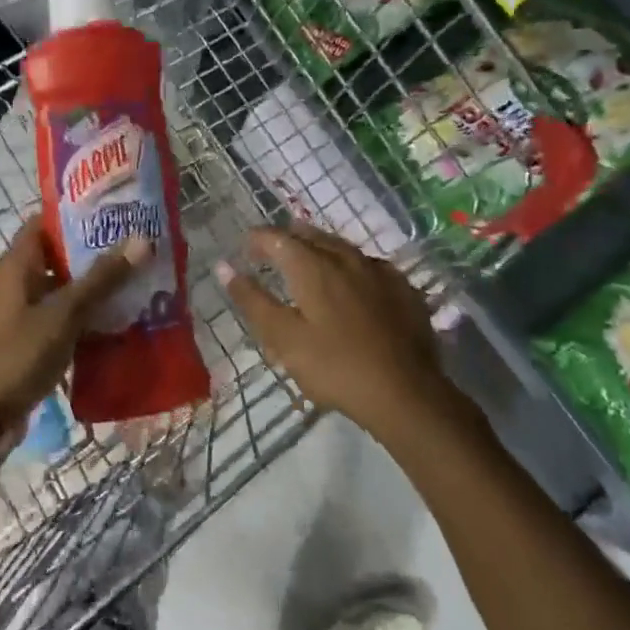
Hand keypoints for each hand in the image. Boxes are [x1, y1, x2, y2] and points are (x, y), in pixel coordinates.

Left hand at [0, 220, 150, 422]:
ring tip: (139, 277)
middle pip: (60, 254)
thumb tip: (141, 239)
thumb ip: (102, 278)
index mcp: (19, 265)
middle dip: (96, 250)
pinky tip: (123, 317)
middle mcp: (21, 281)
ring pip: (67, 287)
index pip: (45, 221)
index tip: (113, 209)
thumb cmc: (21, 353)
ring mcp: (27, 311)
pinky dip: (90, 314)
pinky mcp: (36, 337)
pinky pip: (67, 316)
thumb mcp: (64, 313)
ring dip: (97, 285)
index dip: (75, 212)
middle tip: (138, 244)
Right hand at [218, 223, 452, 435]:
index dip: (258, 239)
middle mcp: (347, 258)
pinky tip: (354, 279)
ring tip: (309, 259)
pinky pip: (370, 265)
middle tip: (272, 250)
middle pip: (312, 237)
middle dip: (288, 239)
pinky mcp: (404, 290)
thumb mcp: (283, 338)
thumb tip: (224, 267)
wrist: (405, 392)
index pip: (278, 238)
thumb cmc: (335, 367)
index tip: (245, 248)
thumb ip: (253, 300)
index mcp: (313, 267)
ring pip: (343, 248)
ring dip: (320, 248)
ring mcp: (380, 272)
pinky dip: (352, 265)